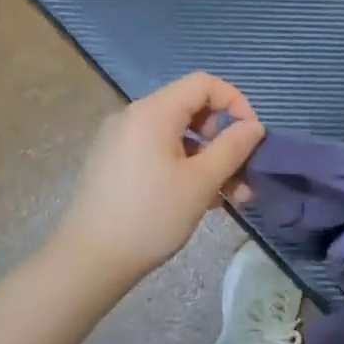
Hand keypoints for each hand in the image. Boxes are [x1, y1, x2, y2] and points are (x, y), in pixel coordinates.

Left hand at [51, 72, 265, 286]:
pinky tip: (199, 200)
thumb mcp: (201, 182)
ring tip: (230, 197)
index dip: (235, 103)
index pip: (204, 84)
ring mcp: (120, 139)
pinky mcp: (113, 162)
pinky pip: (158, 151)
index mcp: (153, 111)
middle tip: (243, 175)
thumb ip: (232, 148)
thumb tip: (254, 127)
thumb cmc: (151, 216)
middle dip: (223, 139)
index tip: (251, 138)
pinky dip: (183, 166)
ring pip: (176, 135)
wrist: (89, 260)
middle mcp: (133, 116)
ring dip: (208, 159)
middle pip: (191, 109)